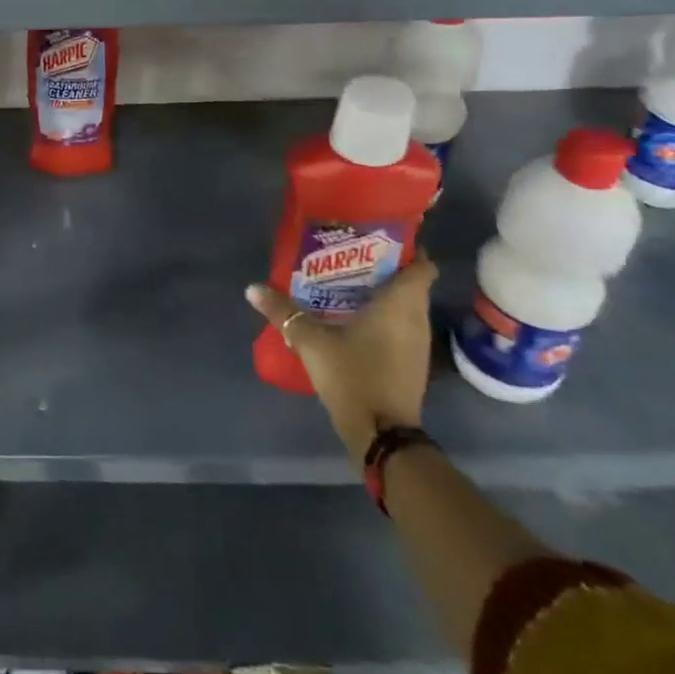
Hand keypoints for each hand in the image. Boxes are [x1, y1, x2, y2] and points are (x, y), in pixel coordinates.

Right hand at [246, 256, 437, 462]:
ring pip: (407, 308)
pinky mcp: (411, 364)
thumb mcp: (310, 341)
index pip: (422, 265)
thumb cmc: (353, 375)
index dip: (408, 249)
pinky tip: (356, 321)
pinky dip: (385, 319)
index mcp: (400, 303)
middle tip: (351, 258)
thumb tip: (252, 288)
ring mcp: (417, 344)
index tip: (380, 239)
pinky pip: (402, 328)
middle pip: (411, 284)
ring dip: (385, 296)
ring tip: (349, 285)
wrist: (381, 434)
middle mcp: (416, 319)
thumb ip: (283, 312)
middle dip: (386, 269)